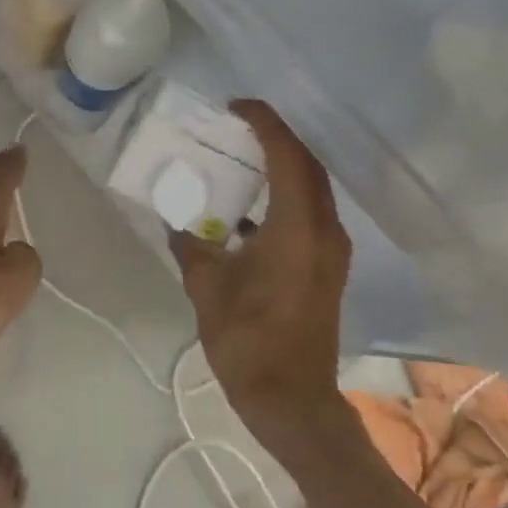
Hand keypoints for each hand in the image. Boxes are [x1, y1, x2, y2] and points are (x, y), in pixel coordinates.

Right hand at [171, 101, 350, 444]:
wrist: (292, 400)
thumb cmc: (248, 341)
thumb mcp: (207, 287)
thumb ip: (190, 245)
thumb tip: (175, 220)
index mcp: (298, 227)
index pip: (288, 155)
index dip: (265, 123)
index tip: (236, 107)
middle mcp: (325, 230)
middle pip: (307, 165)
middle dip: (277, 138)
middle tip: (239, 126)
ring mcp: (332, 249)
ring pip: (312, 188)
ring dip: (284, 166)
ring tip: (244, 156)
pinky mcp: (328, 266)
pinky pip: (310, 212)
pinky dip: (286, 196)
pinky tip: (251, 208)